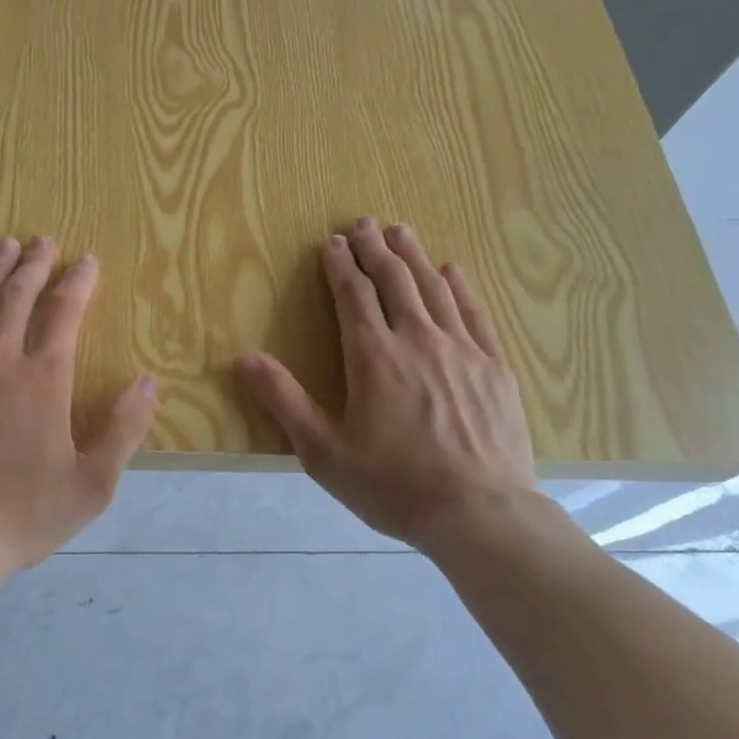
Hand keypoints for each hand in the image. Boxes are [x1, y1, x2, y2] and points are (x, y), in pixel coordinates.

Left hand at [0, 235, 158, 576]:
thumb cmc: (25, 515)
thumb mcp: (93, 484)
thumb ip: (124, 428)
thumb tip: (147, 381)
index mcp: (44, 380)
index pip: (65, 313)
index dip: (78, 281)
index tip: (86, 260)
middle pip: (17, 296)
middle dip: (33, 263)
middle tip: (41, 240)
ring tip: (3, 246)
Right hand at [235, 218, 537, 555]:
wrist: (481, 515)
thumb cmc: (394, 486)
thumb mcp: (324, 452)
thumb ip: (284, 401)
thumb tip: (244, 358)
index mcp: (374, 358)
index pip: (354, 296)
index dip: (341, 266)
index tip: (332, 243)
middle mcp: (417, 340)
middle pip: (394, 281)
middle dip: (375, 249)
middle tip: (364, 223)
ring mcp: (462, 350)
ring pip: (434, 288)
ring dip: (414, 256)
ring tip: (401, 232)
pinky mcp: (494, 367)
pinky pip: (474, 313)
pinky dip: (460, 287)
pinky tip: (453, 271)